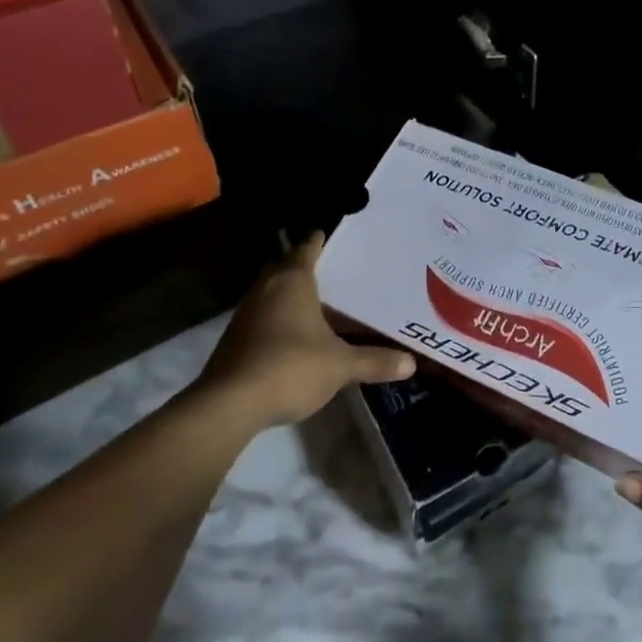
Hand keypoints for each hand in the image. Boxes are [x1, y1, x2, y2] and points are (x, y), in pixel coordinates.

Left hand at [199, 233, 412, 428]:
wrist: (229, 405)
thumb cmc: (291, 367)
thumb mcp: (341, 365)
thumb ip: (374, 361)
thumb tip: (411, 363)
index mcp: (292, 281)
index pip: (307, 247)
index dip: (321, 240)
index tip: (334, 236)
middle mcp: (266, 289)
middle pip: (284, 266)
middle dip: (303, 267)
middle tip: (332, 272)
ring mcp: (245, 314)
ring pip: (270, 293)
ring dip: (289, 296)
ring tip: (318, 304)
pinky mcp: (234, 340)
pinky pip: (261, 317)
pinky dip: (277, 320)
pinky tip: (294, 336)